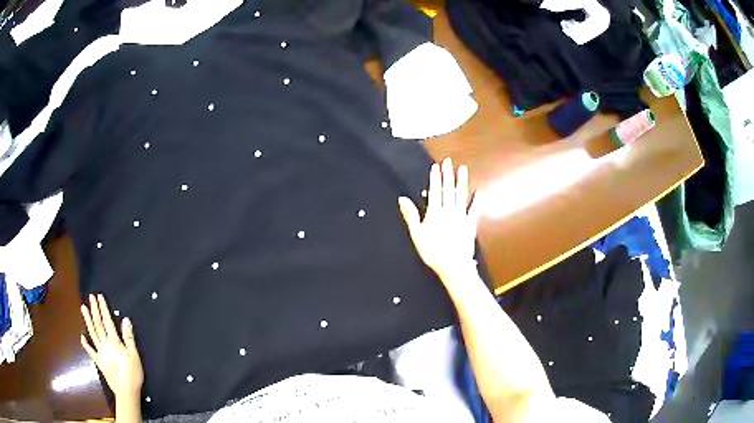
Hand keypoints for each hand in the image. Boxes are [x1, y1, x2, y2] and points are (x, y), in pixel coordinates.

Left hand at [81, 294, 143, 398]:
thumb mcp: (135, 356)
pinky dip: (85, 343)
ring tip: (83, 308)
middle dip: (94, 310)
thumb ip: (129, 338)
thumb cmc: (133, 374)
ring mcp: (100, 353)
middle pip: (98, 324)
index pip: (107, 321)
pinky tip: (82, 336)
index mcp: (114, 342)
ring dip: (88, 320)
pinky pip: (90, 351)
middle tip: (91, 297)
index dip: (103, 308)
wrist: (126, 392)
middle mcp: (105, 345)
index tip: (99, 297)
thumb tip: (125, 320)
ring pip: (92, 334)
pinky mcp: (98, 361)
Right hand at [398, 157, 481, 282]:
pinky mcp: (470, 224)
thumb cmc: (432, 251)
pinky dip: (477, 200)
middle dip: (448, 174)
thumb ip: (411, 215)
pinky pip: (474, 210)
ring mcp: (461, 216)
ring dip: (461, 181)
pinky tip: (479, 191)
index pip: (434, 191)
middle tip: (448, 161)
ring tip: (463, 169)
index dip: (435, 178)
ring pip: (461, 195)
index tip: (435, 166)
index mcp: (434, 212)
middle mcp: (448, 210)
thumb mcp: (417, 234)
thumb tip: (402, 198)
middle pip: (448, 189)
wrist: (453, 265)